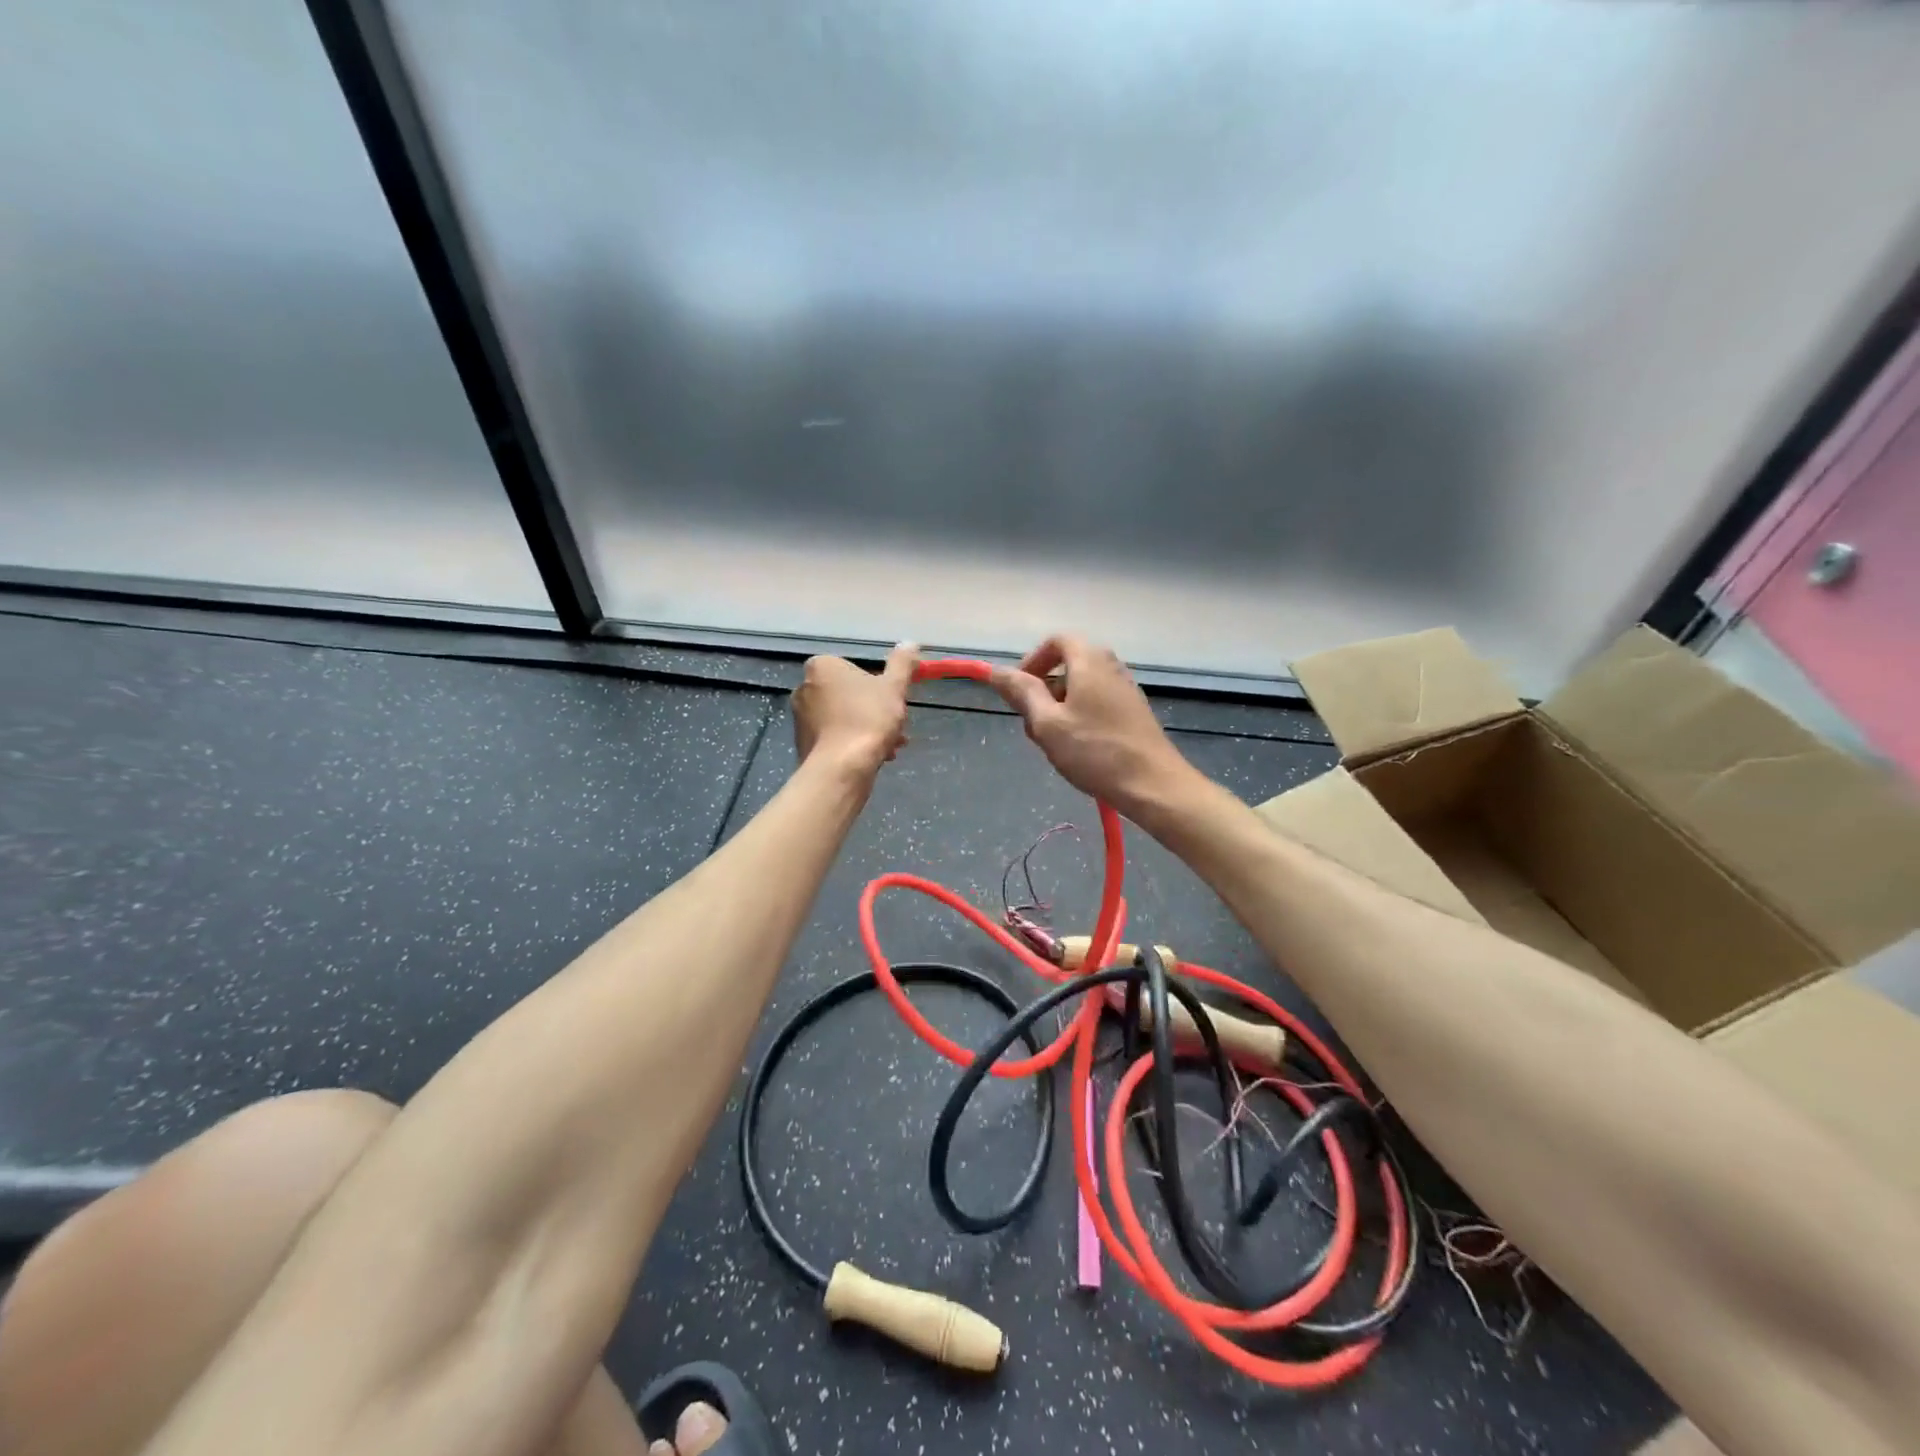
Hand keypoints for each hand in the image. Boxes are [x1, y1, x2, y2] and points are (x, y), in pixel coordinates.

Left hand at [792, 643, 918, 776]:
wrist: (842, 768)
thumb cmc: (868, 719)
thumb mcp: (894, 687)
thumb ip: (902, 664)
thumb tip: (910, 643)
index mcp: (821, 667)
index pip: (854, 668)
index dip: (878, 685)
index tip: (894, 701)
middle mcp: (804, 688)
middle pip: (849, 695)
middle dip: (875, 711)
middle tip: (896, 727)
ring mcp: (800, 718)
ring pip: (844, 718)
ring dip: (868, 729)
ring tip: (891, 748)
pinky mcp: (803, 744)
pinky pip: (834, 738)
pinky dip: (853, 744)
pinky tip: (875, 758)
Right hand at [989, 635, 1199, 820]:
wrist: (1153, 784)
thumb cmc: (1094, 751)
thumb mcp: (1047, 723)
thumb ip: (1022, 693)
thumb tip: (996, 670)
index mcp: (1089, 660)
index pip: (1056, 641)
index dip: (1032, 661)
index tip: (1019, 691)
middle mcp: (1111, 666)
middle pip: (1069, 663)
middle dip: (1044, 689)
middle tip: (1033, 723)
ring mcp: (1126, 688)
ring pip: (1082, 686)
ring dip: (1060, 707)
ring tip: (1054, 741)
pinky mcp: (1134, 711)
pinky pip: (1098, 702)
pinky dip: (1080, 716)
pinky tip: (1079, 749)